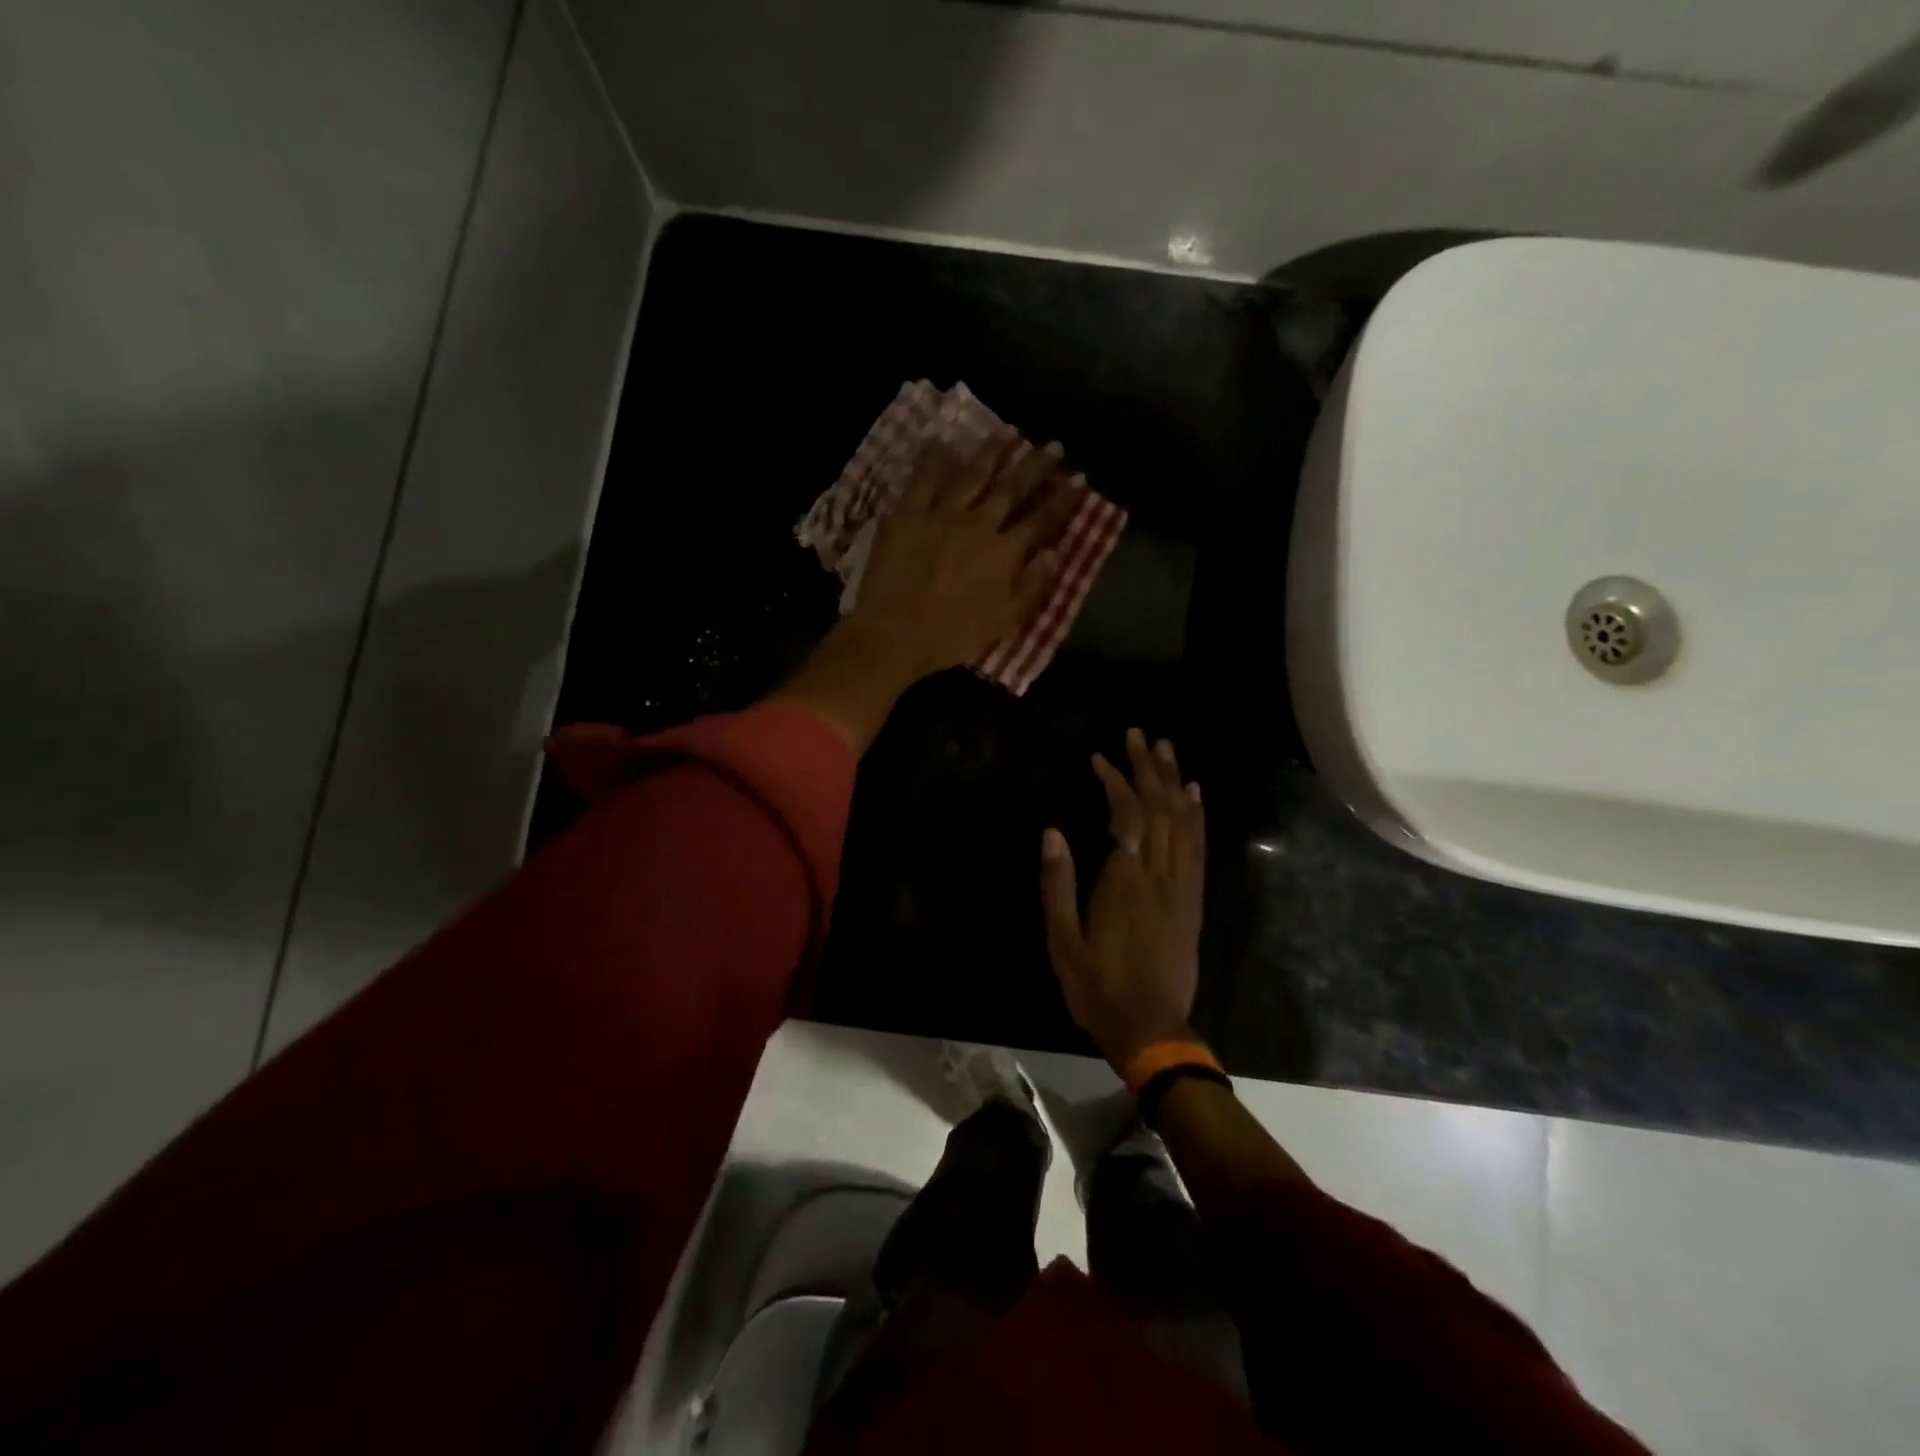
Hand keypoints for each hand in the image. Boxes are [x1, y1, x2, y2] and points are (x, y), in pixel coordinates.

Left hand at [772, 431, 1078, 753]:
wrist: (894, 634)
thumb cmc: (952, 636)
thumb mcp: (1003, 622)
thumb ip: (1032, 586)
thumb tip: (1055, 554)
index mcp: (1004, 552)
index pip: (1041, 520)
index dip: (1063, 499)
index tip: (1080, 477)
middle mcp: (978, 524)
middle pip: (1012, 488)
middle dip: (1035, 465)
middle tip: (1053, 445)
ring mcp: (941, 514)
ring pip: (972, 475)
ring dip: (992, 452)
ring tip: (1008, 433)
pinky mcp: (907, 514)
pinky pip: (922, 479)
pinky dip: (933, 458)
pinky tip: (942, 440)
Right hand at [1040, 728, 1205, 1070]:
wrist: (1151, 1028)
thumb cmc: (1098, 986)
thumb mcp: (1062, 940)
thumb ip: (1058, 884)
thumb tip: (1052, 832)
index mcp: (1125, 880)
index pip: (1127, 815)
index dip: (1116, 781)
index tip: (1099, 758)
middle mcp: (1159, 875)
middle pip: (1160, 808)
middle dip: (1149, 767)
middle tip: (1139, 734)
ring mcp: (1182, 887)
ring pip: (1184, 822)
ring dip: (1175, 781)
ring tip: (1166, 750)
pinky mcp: (1193, 901)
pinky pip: (1199, 848)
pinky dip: (1197, 815)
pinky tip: (1194, 795)